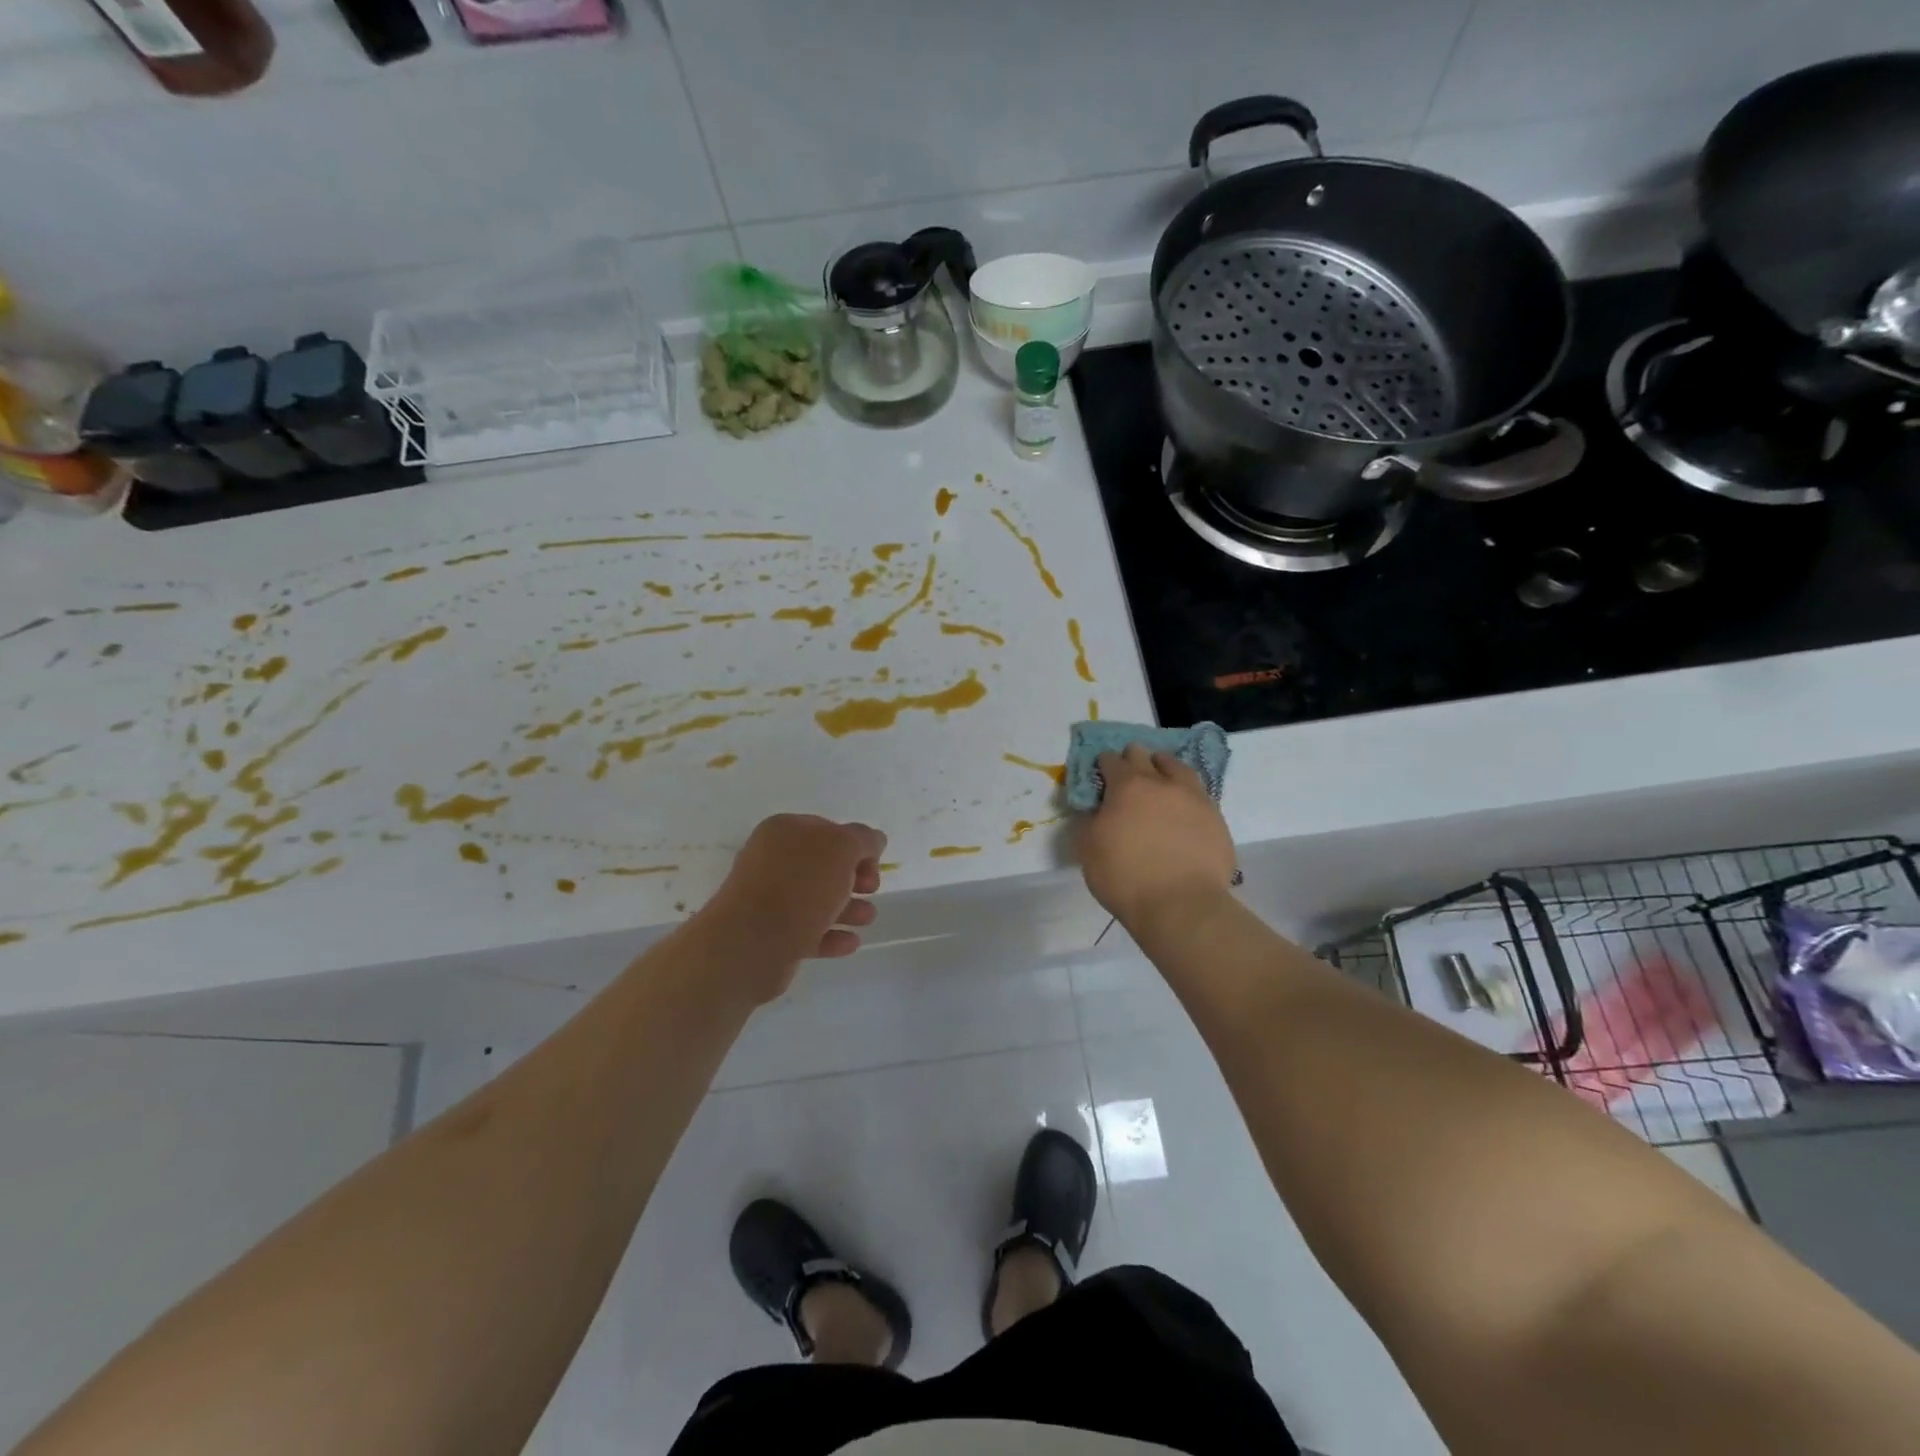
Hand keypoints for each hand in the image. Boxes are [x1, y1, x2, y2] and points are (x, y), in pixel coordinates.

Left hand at [695, 814, 886, 1000]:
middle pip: (824, 866)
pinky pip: (808, 931)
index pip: (828, 830)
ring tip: (867, 919)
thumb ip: (863, 838)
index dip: (857, 846)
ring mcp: (769, 899)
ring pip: (817, 900)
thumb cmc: (799, 887)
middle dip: (854, 878)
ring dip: (848, 908)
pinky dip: (831, 935)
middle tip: (871, 890)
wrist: (750, 945)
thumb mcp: (841, 849)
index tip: (874, 866)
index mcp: (784, 832)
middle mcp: (773, 861)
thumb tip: (874, 840)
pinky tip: (851, 942)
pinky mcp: (771, 935)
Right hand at [1077, 746, 1234, 929]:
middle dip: (1133, 759)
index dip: (1103, 764)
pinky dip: (1187, 795)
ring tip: (1161, 779)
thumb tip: (1092, 809)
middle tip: (1128, 775)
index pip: (1111, 760)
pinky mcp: (1216, 818)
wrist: (1181, 906)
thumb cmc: (1125, 876)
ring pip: (1178, 768)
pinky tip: (1183, 809)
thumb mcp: (1087, 849)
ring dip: (1165, 768)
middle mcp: (1162, 783)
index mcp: (1127, 785)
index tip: (1101, 774)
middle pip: (1145, 756)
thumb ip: (1086, 821)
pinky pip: (1199, 795)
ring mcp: (1194, 798)